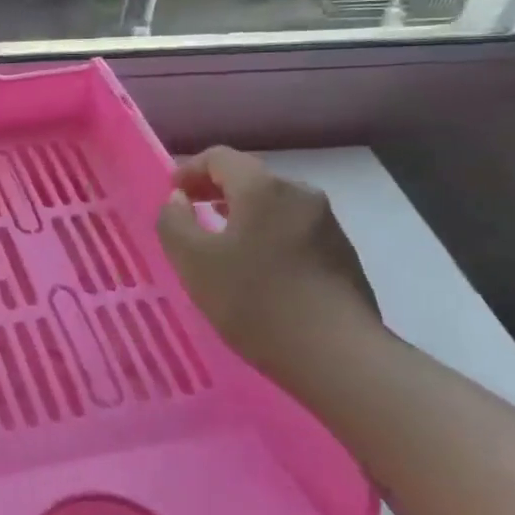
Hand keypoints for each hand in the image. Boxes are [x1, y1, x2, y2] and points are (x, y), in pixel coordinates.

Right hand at [155, 147, 380, 373]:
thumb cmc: (255, 302)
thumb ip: (174, 222)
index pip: (219, 157)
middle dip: (215, 191)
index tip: (172, 196)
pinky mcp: (342, 255)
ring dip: (243, 215)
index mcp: (262, 188)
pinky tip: (258, 272)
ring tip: (221, 246)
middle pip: (249, 178)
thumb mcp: (193, 262)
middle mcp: (299, 194)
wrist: (339, 358)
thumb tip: (179, 199)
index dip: (189, 169)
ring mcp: (327, 224)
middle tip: (191, 217)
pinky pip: (293, 230)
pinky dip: (267, 236)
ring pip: (273, 206)